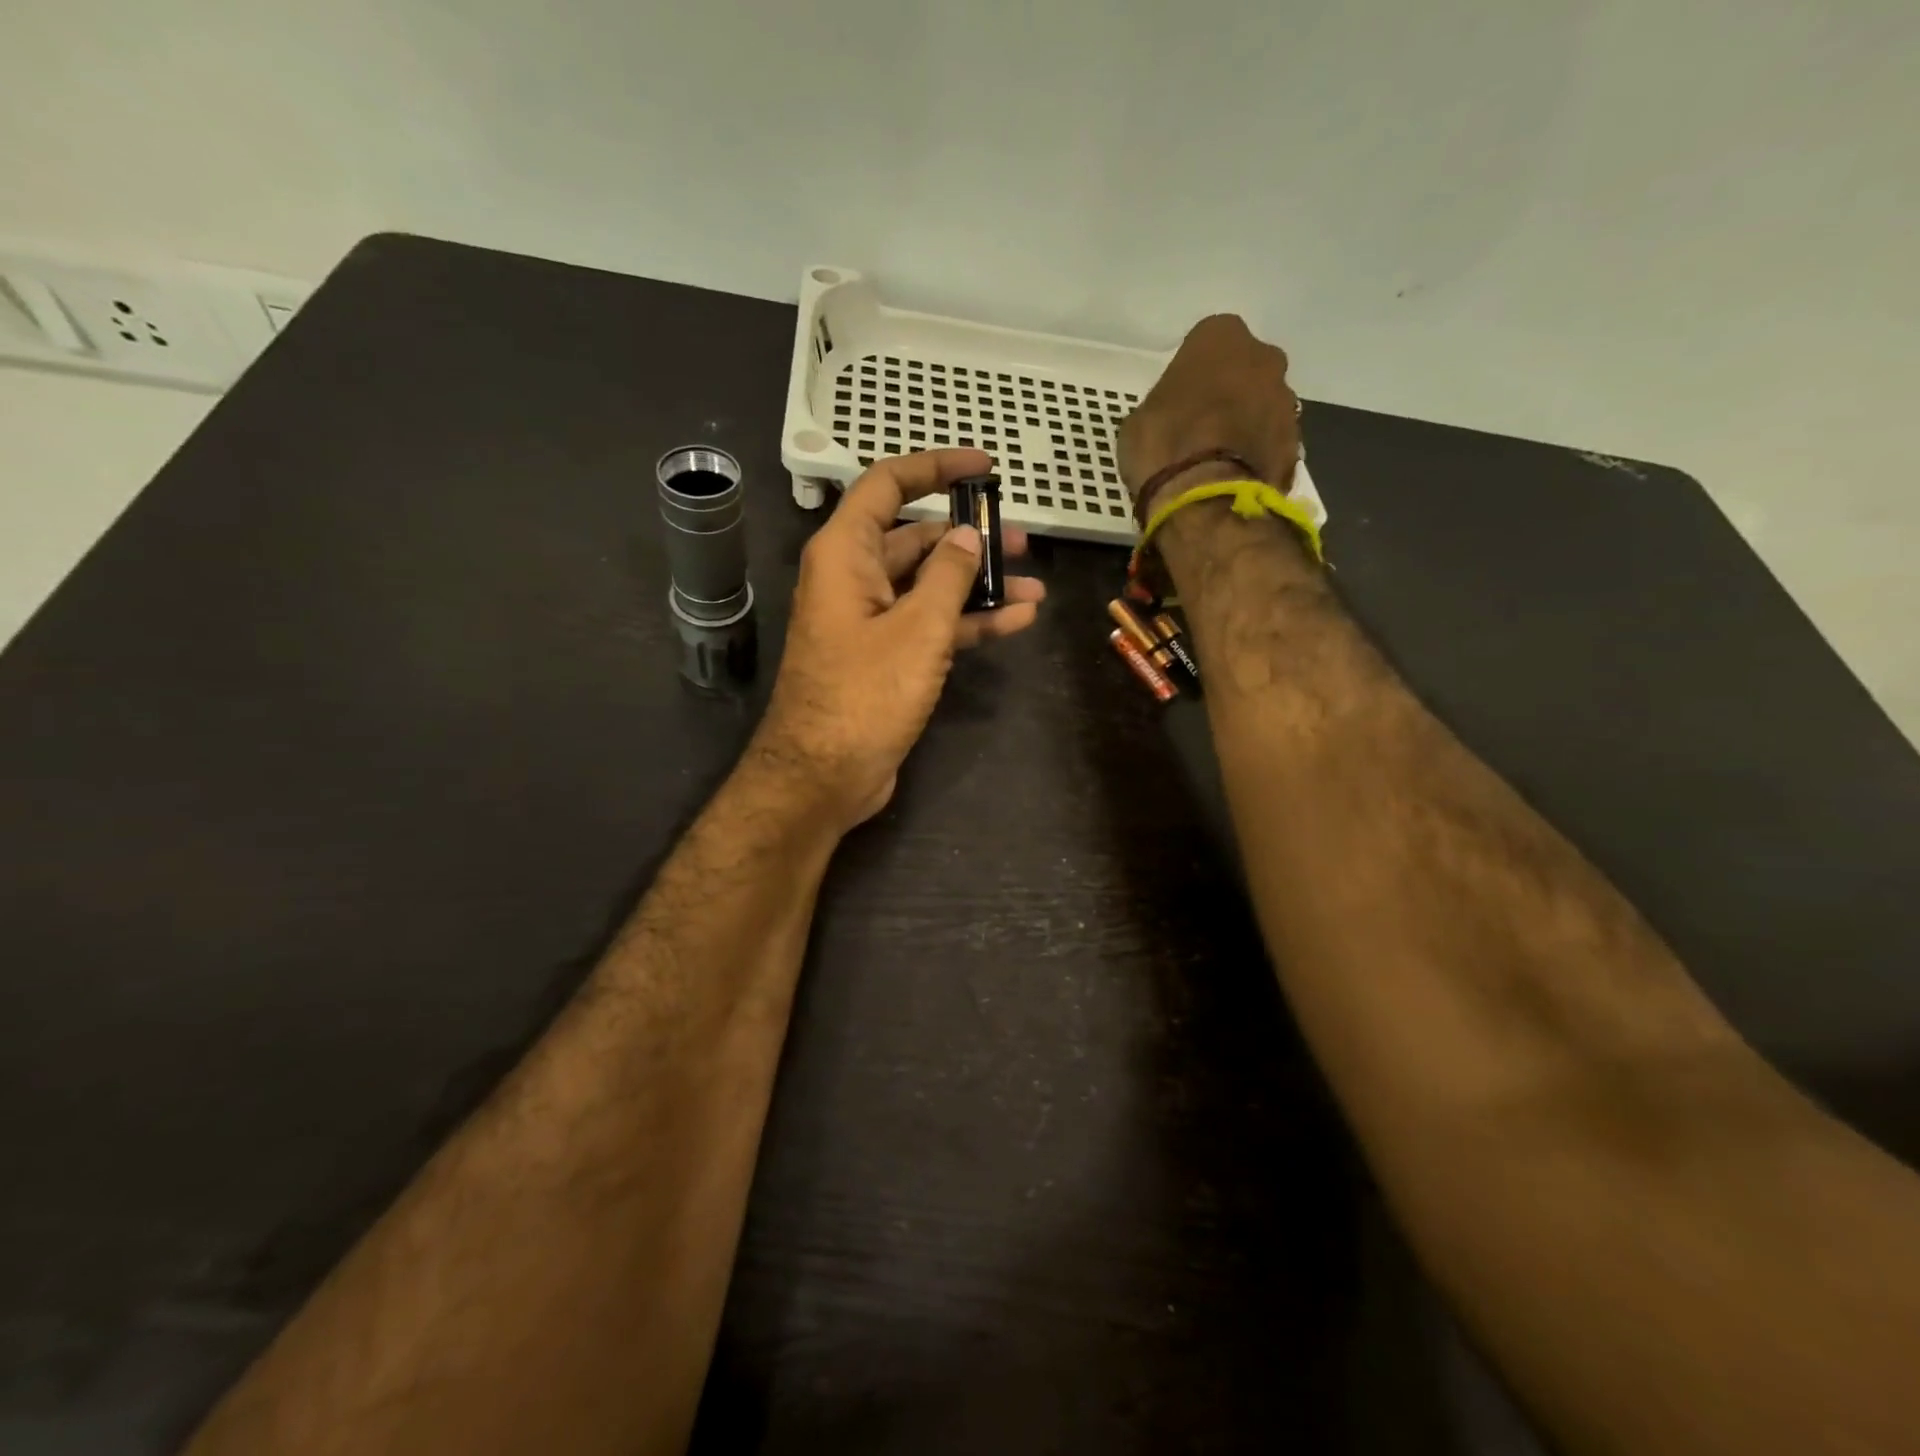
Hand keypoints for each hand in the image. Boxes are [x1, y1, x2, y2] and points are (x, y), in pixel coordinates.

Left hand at [750, 449, 1044, 831]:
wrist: (824, 776)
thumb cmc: (865, 694)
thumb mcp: (917, 628)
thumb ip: (948, 576)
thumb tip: (967, 536)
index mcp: (846, 554)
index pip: (887, 485)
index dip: (934, 467)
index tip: (983, 467)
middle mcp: (854, 578)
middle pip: (916, 538)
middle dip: (969, 536)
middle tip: (1021, 540)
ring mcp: (870, 621)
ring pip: (929, 586)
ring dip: (978, 584)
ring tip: (1033, 583)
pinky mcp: (885, 658)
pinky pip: (930, 625)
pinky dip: (968, 622)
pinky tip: (1016, 620)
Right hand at [1117, 315, 1300, 515]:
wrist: (1203, 498)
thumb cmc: (1162, 446)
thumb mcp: (1141, 419)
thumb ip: (1167, 405)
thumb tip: (1176, 418)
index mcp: (1221, 337)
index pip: (1208, 343)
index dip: (1195, 374)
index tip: (1182, 400)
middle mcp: (1263, 358)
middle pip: (1246, 371)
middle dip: (1230, 393)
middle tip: (1203, 427)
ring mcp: (1285, 402)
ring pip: (1263, 407)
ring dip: (1247, 425)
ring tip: (1218, 460)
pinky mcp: (1295, 444)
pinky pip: (1271, 444)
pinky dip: (1256, 457)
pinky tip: (1232, 479)